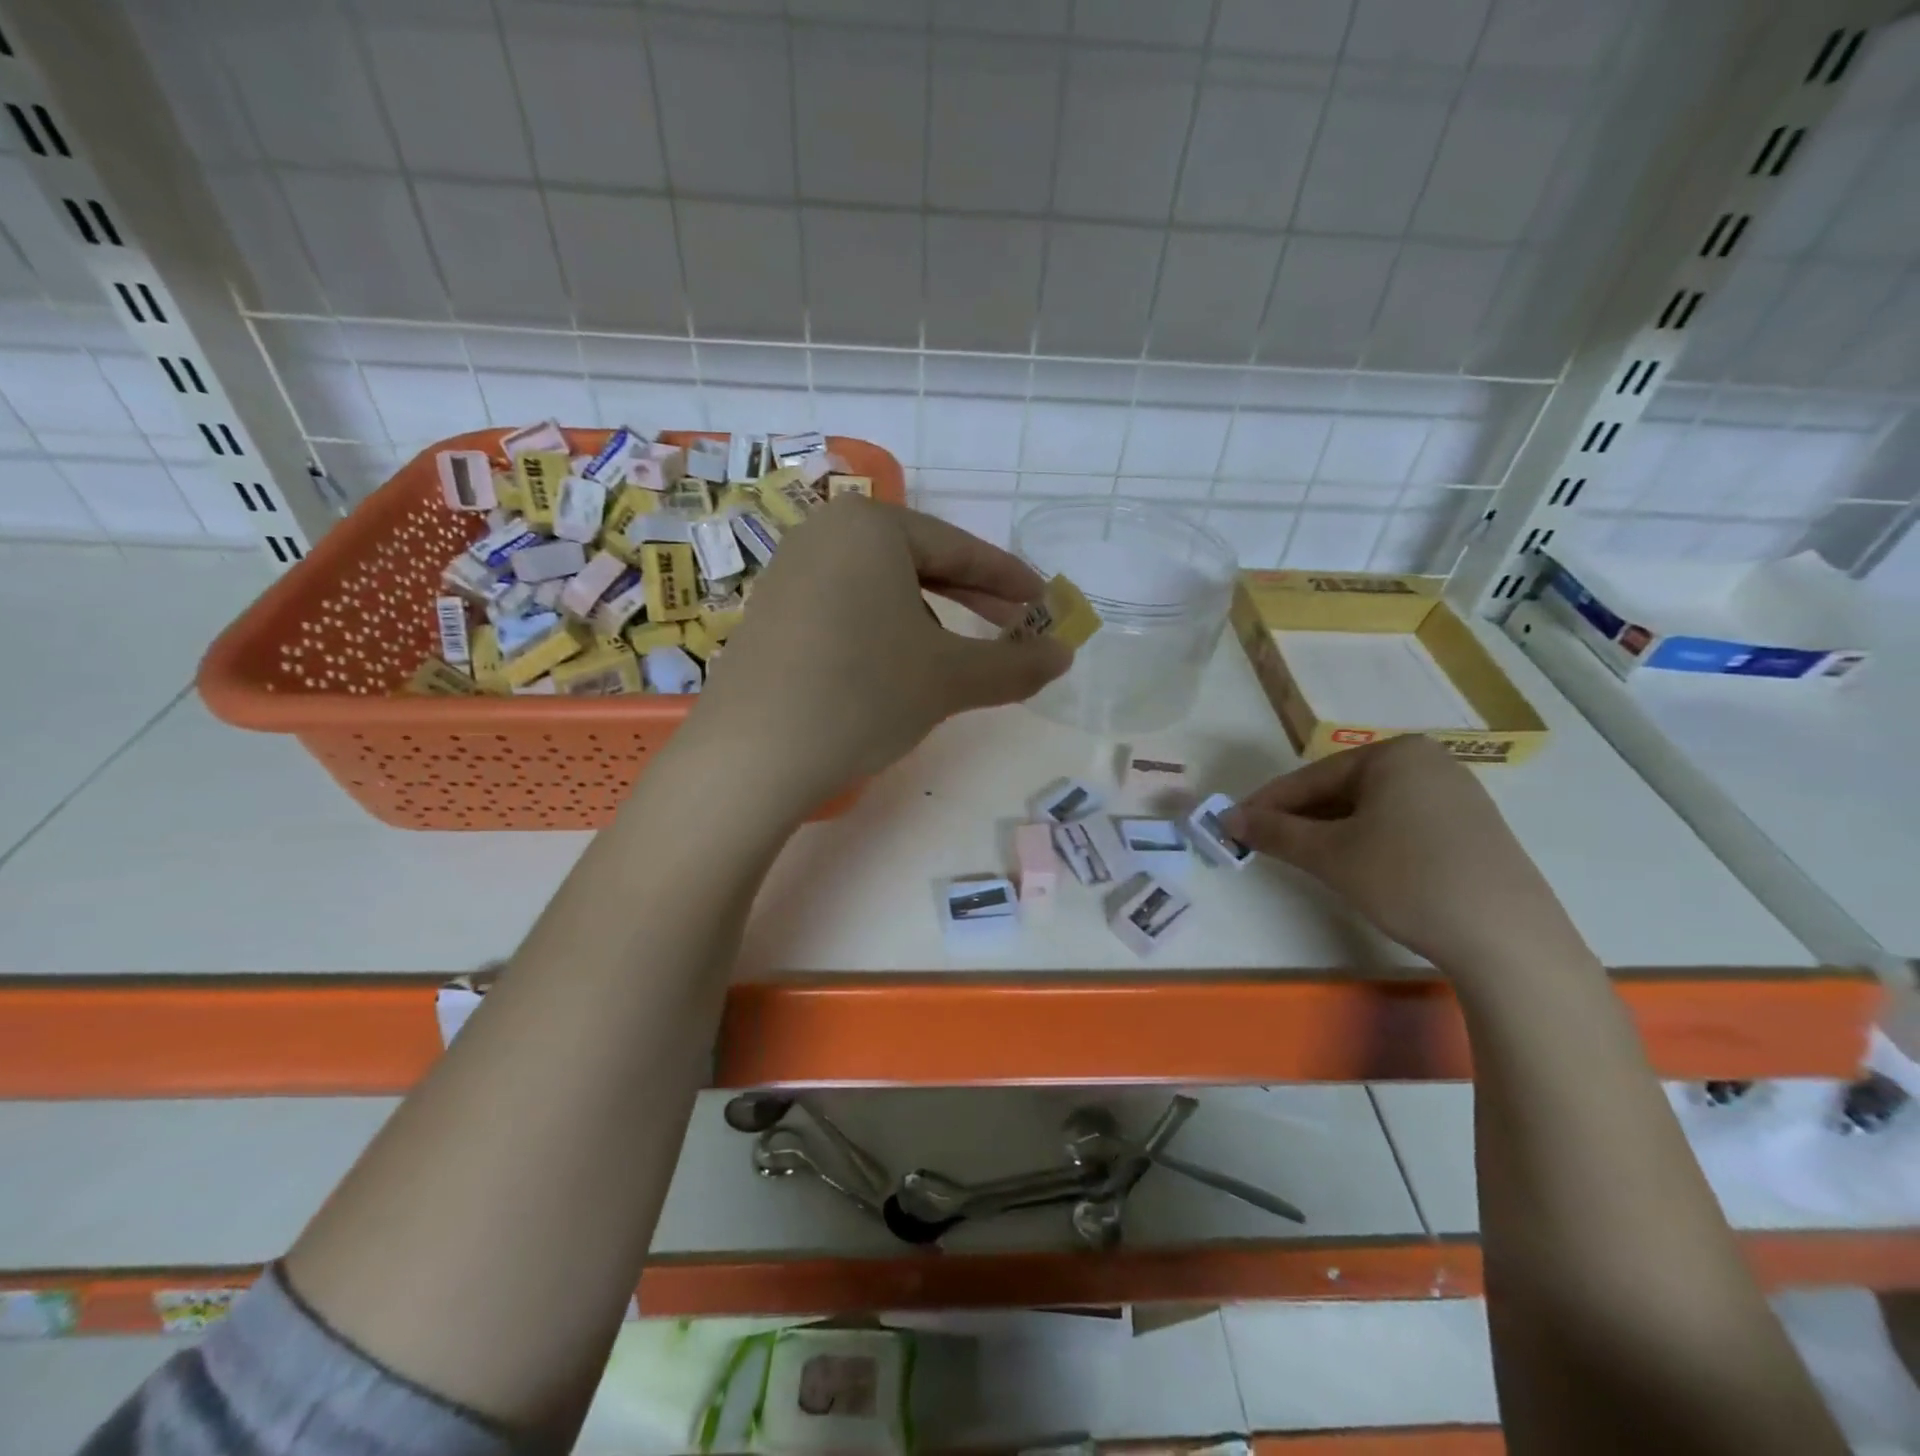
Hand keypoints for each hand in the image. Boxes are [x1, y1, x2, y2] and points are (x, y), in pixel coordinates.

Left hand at [692, 499, 1071, 811]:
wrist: (752, 756)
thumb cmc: (863, 694)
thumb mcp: (949, 678)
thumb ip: (1015, 664)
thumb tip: (1065, 655)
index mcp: (870, 526)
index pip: (960, 549)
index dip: (1010, 579)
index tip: (1045, 603)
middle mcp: (825, 534)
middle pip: (919, 563)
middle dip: (971, 599)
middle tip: (1013, 627)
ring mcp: (790, 572)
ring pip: (882, 588)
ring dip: (929, 619)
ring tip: (954, 659)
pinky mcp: (771, 613)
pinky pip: (847, 608)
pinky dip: (885, 632)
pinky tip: (895, 668)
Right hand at [1222, 736, 1580, 970]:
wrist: (1507, 938)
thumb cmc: (1408, 879)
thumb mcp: (1330, 855)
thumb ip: (1274, 832)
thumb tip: (1227, 818)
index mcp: (1394, 753)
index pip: (1312, 776)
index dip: (1268, 803)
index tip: (1234, 824)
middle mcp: (1427, 761)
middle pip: (1342, 788)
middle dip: (1300, 818)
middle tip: (1264, 844)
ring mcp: (1455, 793)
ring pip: (1370, 807)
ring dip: (1330, 830)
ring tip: (1303, 857)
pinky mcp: (1471, 827)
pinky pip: (1400, 822)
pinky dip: (1367, 839)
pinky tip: (1354, 865)